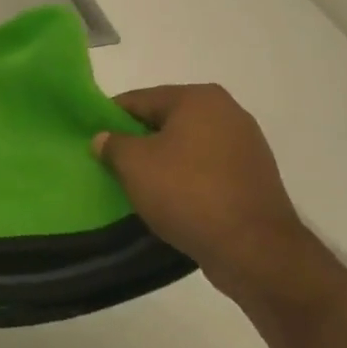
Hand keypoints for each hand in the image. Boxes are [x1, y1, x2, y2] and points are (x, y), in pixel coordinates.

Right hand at [94, 85, 309, 304]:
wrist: (253, 249)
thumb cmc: (187, 193)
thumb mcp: (134, 165)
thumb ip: (112, 144)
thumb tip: (104, 138)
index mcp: (198, 99)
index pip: (139, 99)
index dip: (110, 118)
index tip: (92, 140)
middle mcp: (227, 112)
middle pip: (165, 120)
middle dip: (138, 141)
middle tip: (112, 165)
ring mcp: (246, 145)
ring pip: (186, 146)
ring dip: (162, 161)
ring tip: (139, 186)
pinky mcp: (253, 176)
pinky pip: (207, 168)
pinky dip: (186, 179)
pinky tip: (171, 200)